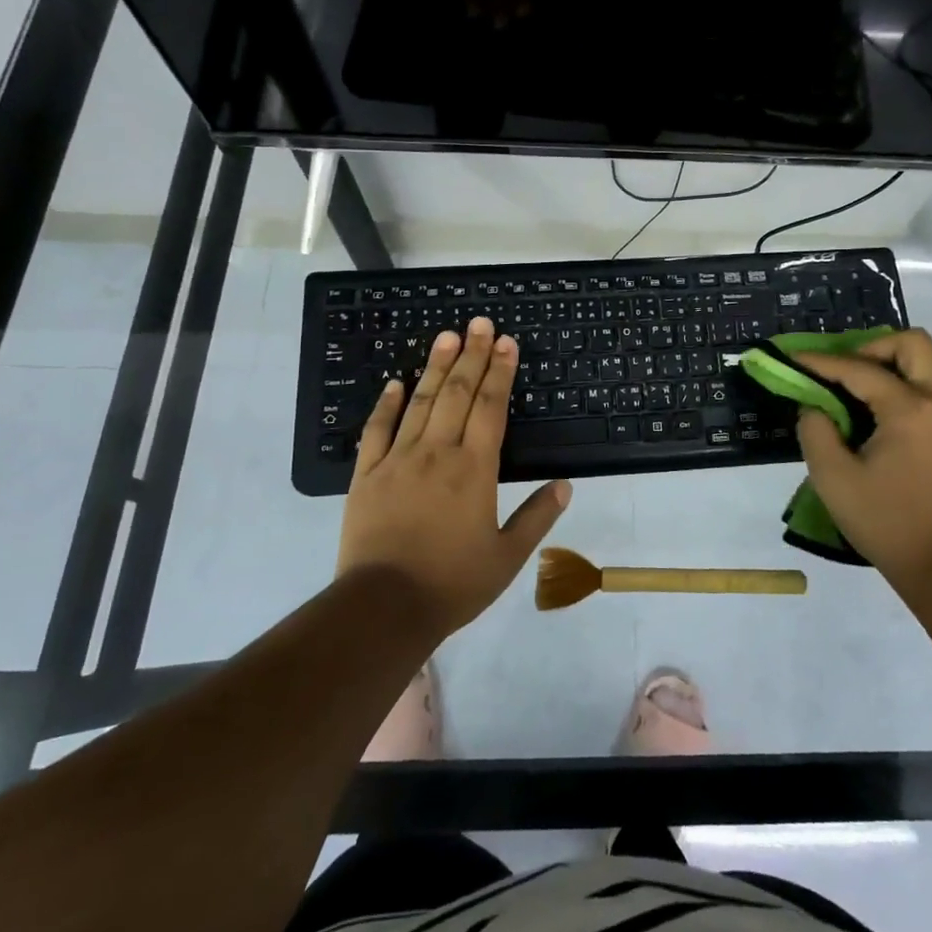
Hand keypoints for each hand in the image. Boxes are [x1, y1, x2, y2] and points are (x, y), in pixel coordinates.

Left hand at [337, 317, 568, 637]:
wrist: (383, 608)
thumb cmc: (452, 583)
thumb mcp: (506, 557)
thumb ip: (536, 517)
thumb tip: (565, 486)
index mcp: (475, 469)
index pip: (490, 407)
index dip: (500, 372)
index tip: (506, 342)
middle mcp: (438, 453)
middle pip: (457, 393)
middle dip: (471, 355)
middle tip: (479, 323)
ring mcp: (398, 460)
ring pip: (420, 402)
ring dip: (434, 366)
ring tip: (445, 336)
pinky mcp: (366, 475)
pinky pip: (376, 431)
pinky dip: (386, 404)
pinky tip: (394, 382)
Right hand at [793, 329, 931, 591]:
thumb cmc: (887, 522)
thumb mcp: (833, 477)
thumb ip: (815, 429)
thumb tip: (816, 406)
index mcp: (911, 409)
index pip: (860, 368)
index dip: (821, 362)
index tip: (793, 358)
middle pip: (910, 343)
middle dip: (870, 348)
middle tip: (841, 373)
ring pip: (924, 361)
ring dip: (887, 363)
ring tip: (854, 390)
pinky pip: (929, 385)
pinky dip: (901, 383)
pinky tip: (874, 411)